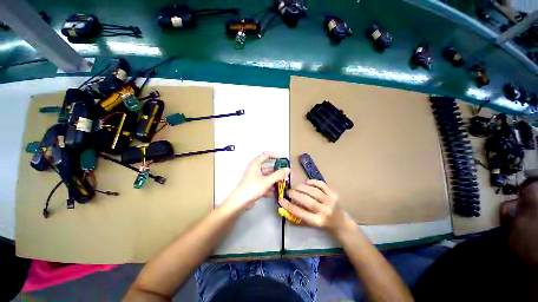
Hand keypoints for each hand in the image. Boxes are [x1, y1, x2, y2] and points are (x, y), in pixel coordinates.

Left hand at [224, 152, 289, 211]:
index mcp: (255, 164)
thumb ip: (278, 175)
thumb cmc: (252, 188)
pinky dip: (271, 188)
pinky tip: (277, 193)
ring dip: (276, 181)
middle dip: (278, 172)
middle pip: (269, 168)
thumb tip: (287, 169)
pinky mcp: (256, 187)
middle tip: (287, 175)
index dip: (276, 155)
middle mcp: (255, 169)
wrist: (240, 202)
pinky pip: (266, 185)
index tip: (285, 159)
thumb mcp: (267, 181)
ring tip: (285, 185)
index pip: (267, 155)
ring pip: (268, 177)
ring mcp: (255, 178)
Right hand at [278, 180, 349, 234]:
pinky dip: (313, 182)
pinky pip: (322, 185)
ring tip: (296, 187)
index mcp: (317, 221)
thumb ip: (297, 217)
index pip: (300, 213)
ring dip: (303, 187)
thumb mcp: (310, 224)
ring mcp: (330, 202)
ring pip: (314, 191)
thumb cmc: (322, 224)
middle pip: (308, 201)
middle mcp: (324, 211)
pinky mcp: (334, 194)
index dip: (289, 206)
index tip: (281, 200)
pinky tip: (306, 182)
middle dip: (296, 195)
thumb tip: (284, 207)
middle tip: (288, 191)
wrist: (339, 222)